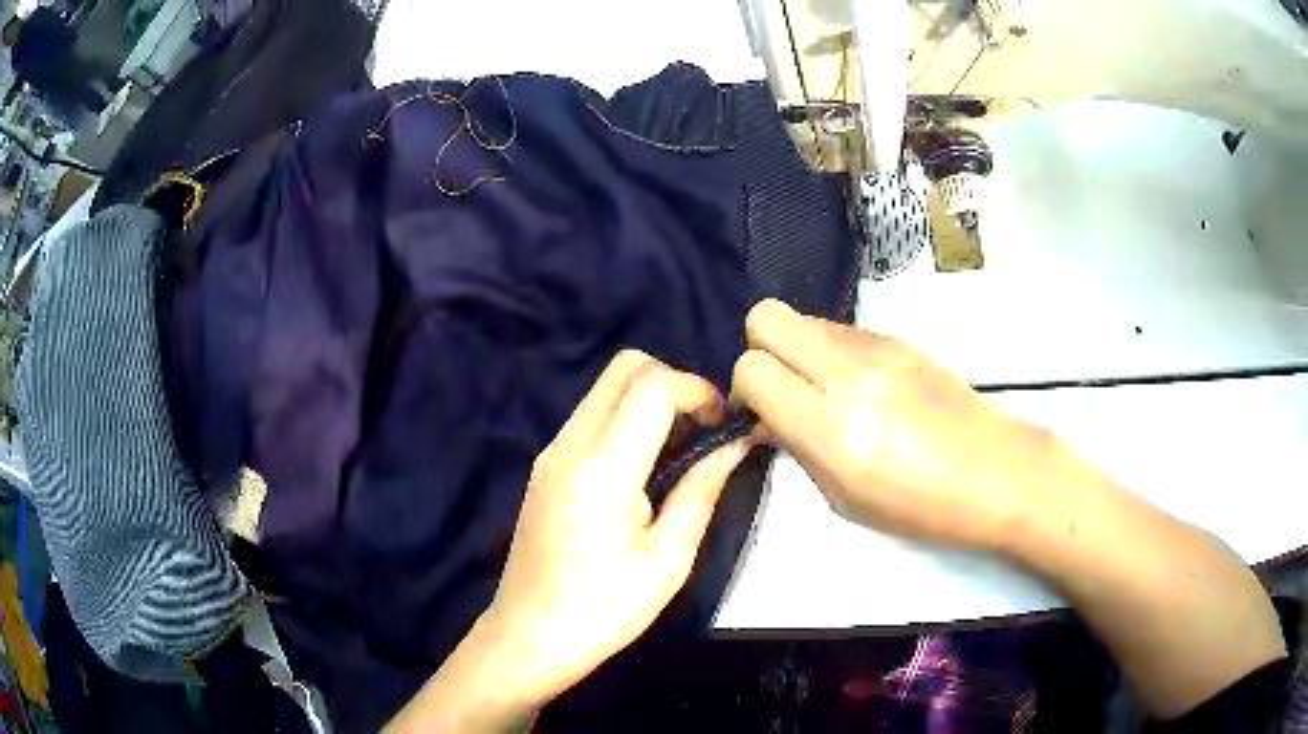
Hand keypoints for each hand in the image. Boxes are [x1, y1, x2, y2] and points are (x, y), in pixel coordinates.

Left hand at [387, 351, 750, 731]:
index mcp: (602, 468)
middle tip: (703, 430)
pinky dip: (626, 419)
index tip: (723, 426)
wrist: (528, 637)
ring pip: (605, 387)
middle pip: (625, 367)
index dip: (698, 390)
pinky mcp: (545, 466)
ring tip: (680, 451)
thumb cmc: (604, 609)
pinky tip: (644, 468)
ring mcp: (551, 451)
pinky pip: (591, 416)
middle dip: (674, 382)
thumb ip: (702, 489)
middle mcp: (569, 444)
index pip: (653, 385)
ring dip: (650, 399)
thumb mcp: (669, 558)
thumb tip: (735, 444)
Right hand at [732, 300, 1059, 552]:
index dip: (746, 390)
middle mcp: (850, 375)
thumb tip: (771, 417)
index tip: (762, 413)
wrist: (996, 472)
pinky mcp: (900, 339)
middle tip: (783, 388)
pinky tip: (862, 387)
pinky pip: (842, 330)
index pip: (752, 370)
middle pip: (767, 317)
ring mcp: (879, 348)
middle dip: (760, 349)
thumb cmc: (920, 507)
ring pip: (805, 319)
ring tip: (827, 391)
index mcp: (833, 428)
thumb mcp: (844, 500)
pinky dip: (833, 352)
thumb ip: (799, 449)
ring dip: (799, 350)